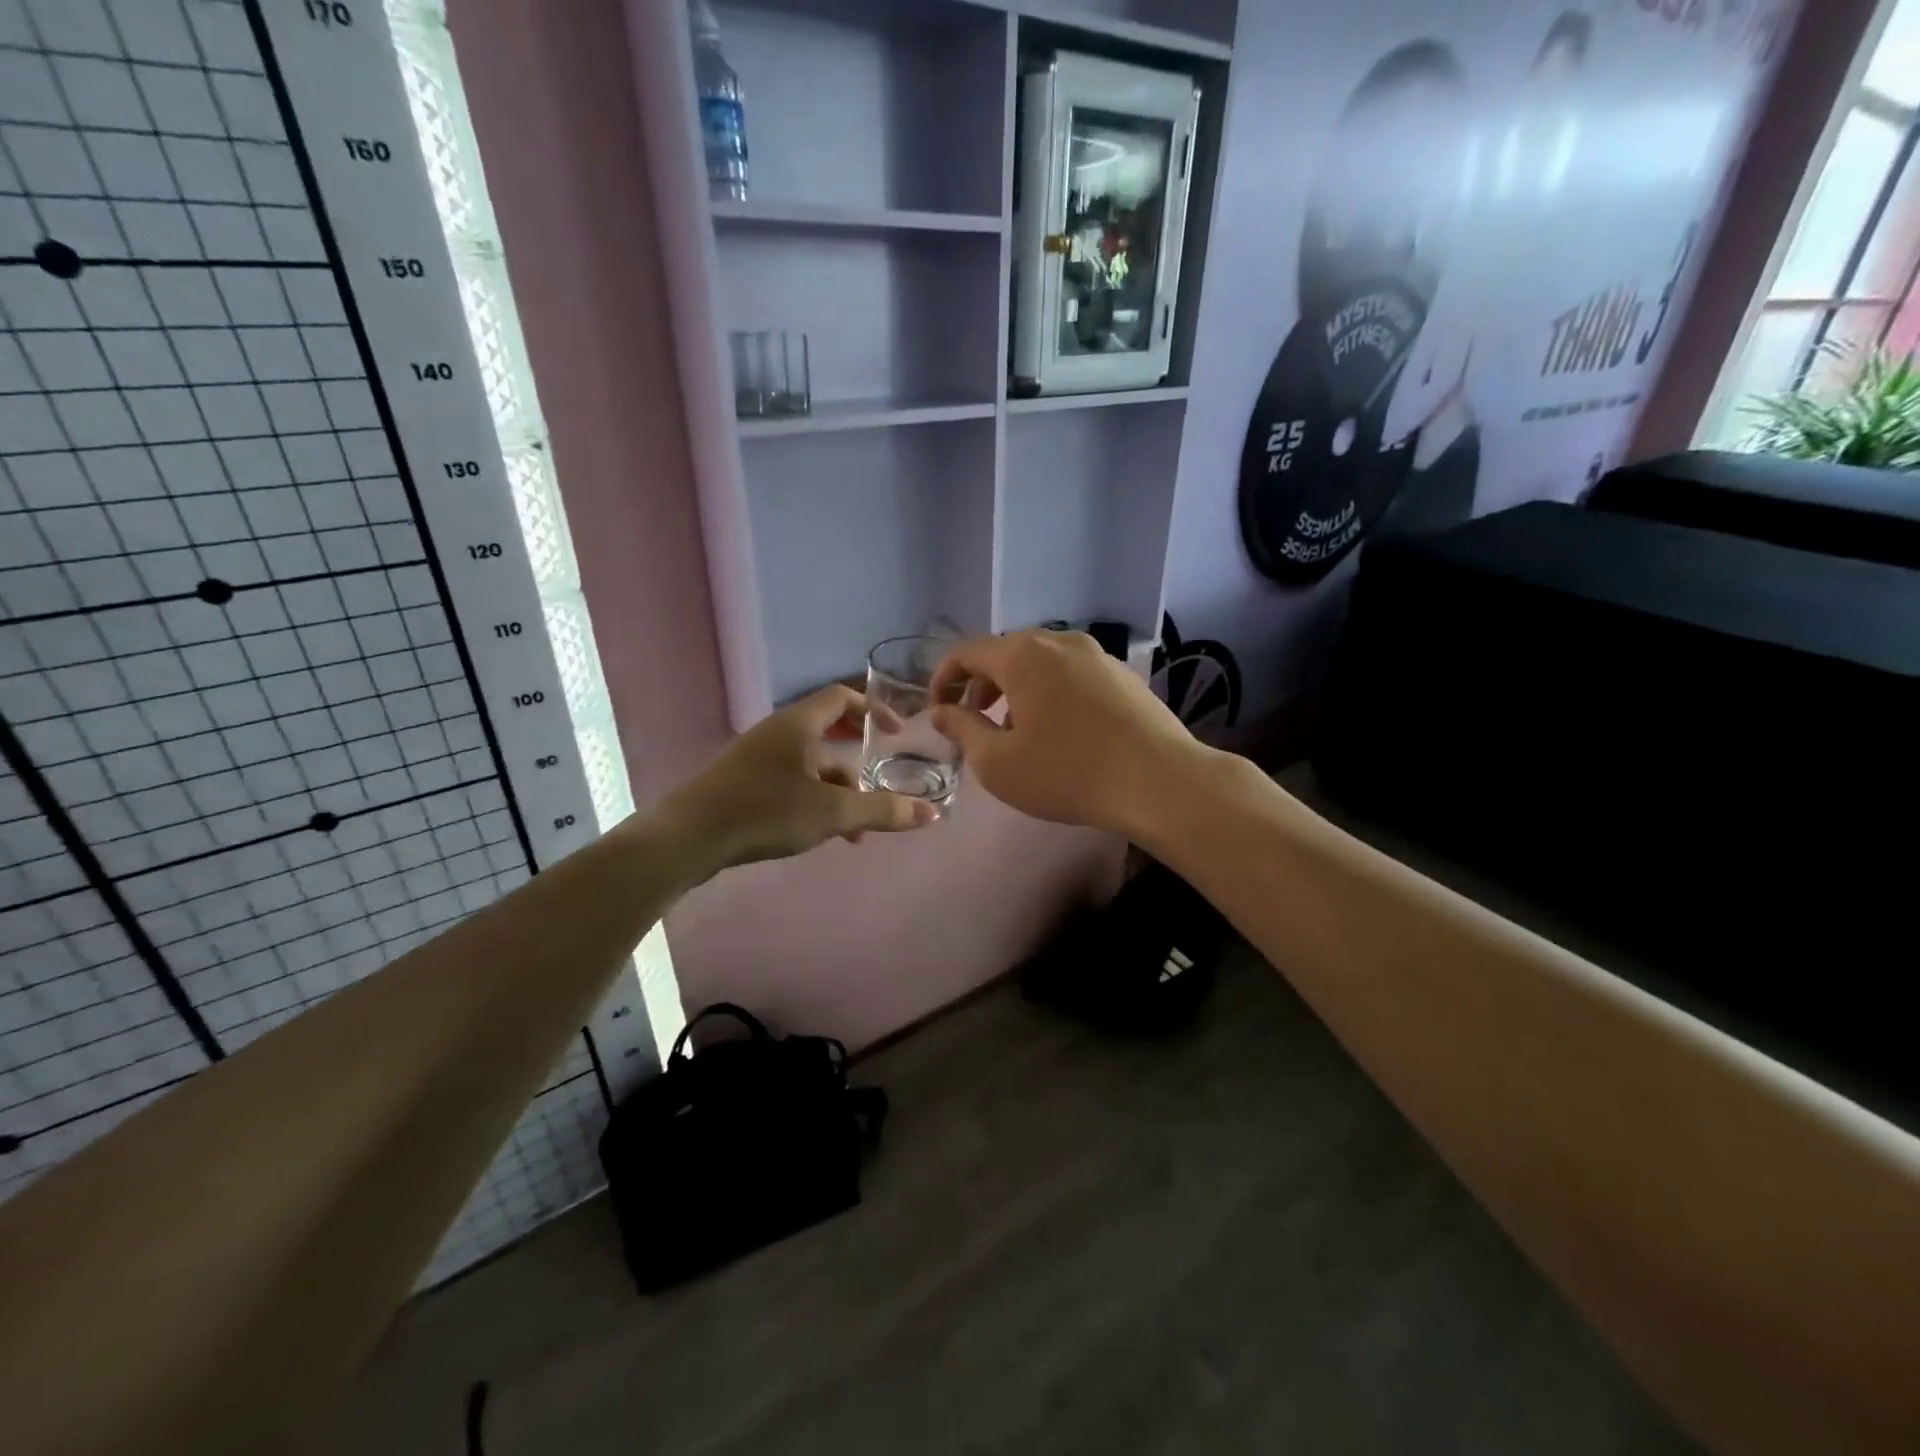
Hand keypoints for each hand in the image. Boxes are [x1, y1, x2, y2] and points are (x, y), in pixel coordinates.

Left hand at [656, 685, 934, 872]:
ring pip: (810, 765)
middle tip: (881, 779)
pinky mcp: (743, 782)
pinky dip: (814, 799)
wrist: (688, 837)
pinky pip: (790, 781)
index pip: (842, 698)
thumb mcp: (832, 812)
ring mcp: (756, 757)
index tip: (898, 734)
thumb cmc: (766, 811)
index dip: (874, 710)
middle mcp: (777, 732)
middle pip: (828, 733)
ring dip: (838, 790)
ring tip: (857, 831)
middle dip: (858, 760)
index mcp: (798, 724)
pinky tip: (822, 834)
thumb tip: (932, 814)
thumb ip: (883, 811)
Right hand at [929, 630, 1205, 836]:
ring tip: (1014, 728)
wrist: (1159, 782)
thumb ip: (963, 730)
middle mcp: (1060, 642)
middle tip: (973, 720)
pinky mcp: (1123, 675)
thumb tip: (942, 711)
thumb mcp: (998, 763)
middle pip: (1006, 652)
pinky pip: (1071, 674)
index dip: (944, 677)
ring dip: (1016, 688)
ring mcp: (1097, 655)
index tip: (937, 709)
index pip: (968, 651)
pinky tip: (1059, 730)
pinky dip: (1050, 692)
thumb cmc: (1067, 773)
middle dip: (980, 684)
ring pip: (1041, 662)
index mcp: (1023, 655)